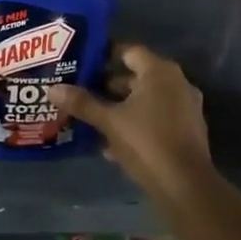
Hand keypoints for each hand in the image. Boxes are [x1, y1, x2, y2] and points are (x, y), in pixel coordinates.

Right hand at [50, 44, 211, 194]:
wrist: (186, 188)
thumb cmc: (147, 143)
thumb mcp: (110, 122)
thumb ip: (83, 103)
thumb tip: (53, 89)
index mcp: (160, 71)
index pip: (128, 51)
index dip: (104, 55)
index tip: (82, 63)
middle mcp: (176, 83)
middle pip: (136, 76)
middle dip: (108, 85)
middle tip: (81, 91)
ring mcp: (185, 107)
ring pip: (145, 100)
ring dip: (120, 107)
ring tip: (91, 117)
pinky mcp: (187, 131)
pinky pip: (155, 118)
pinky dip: (136, 124)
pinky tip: (112, 144)